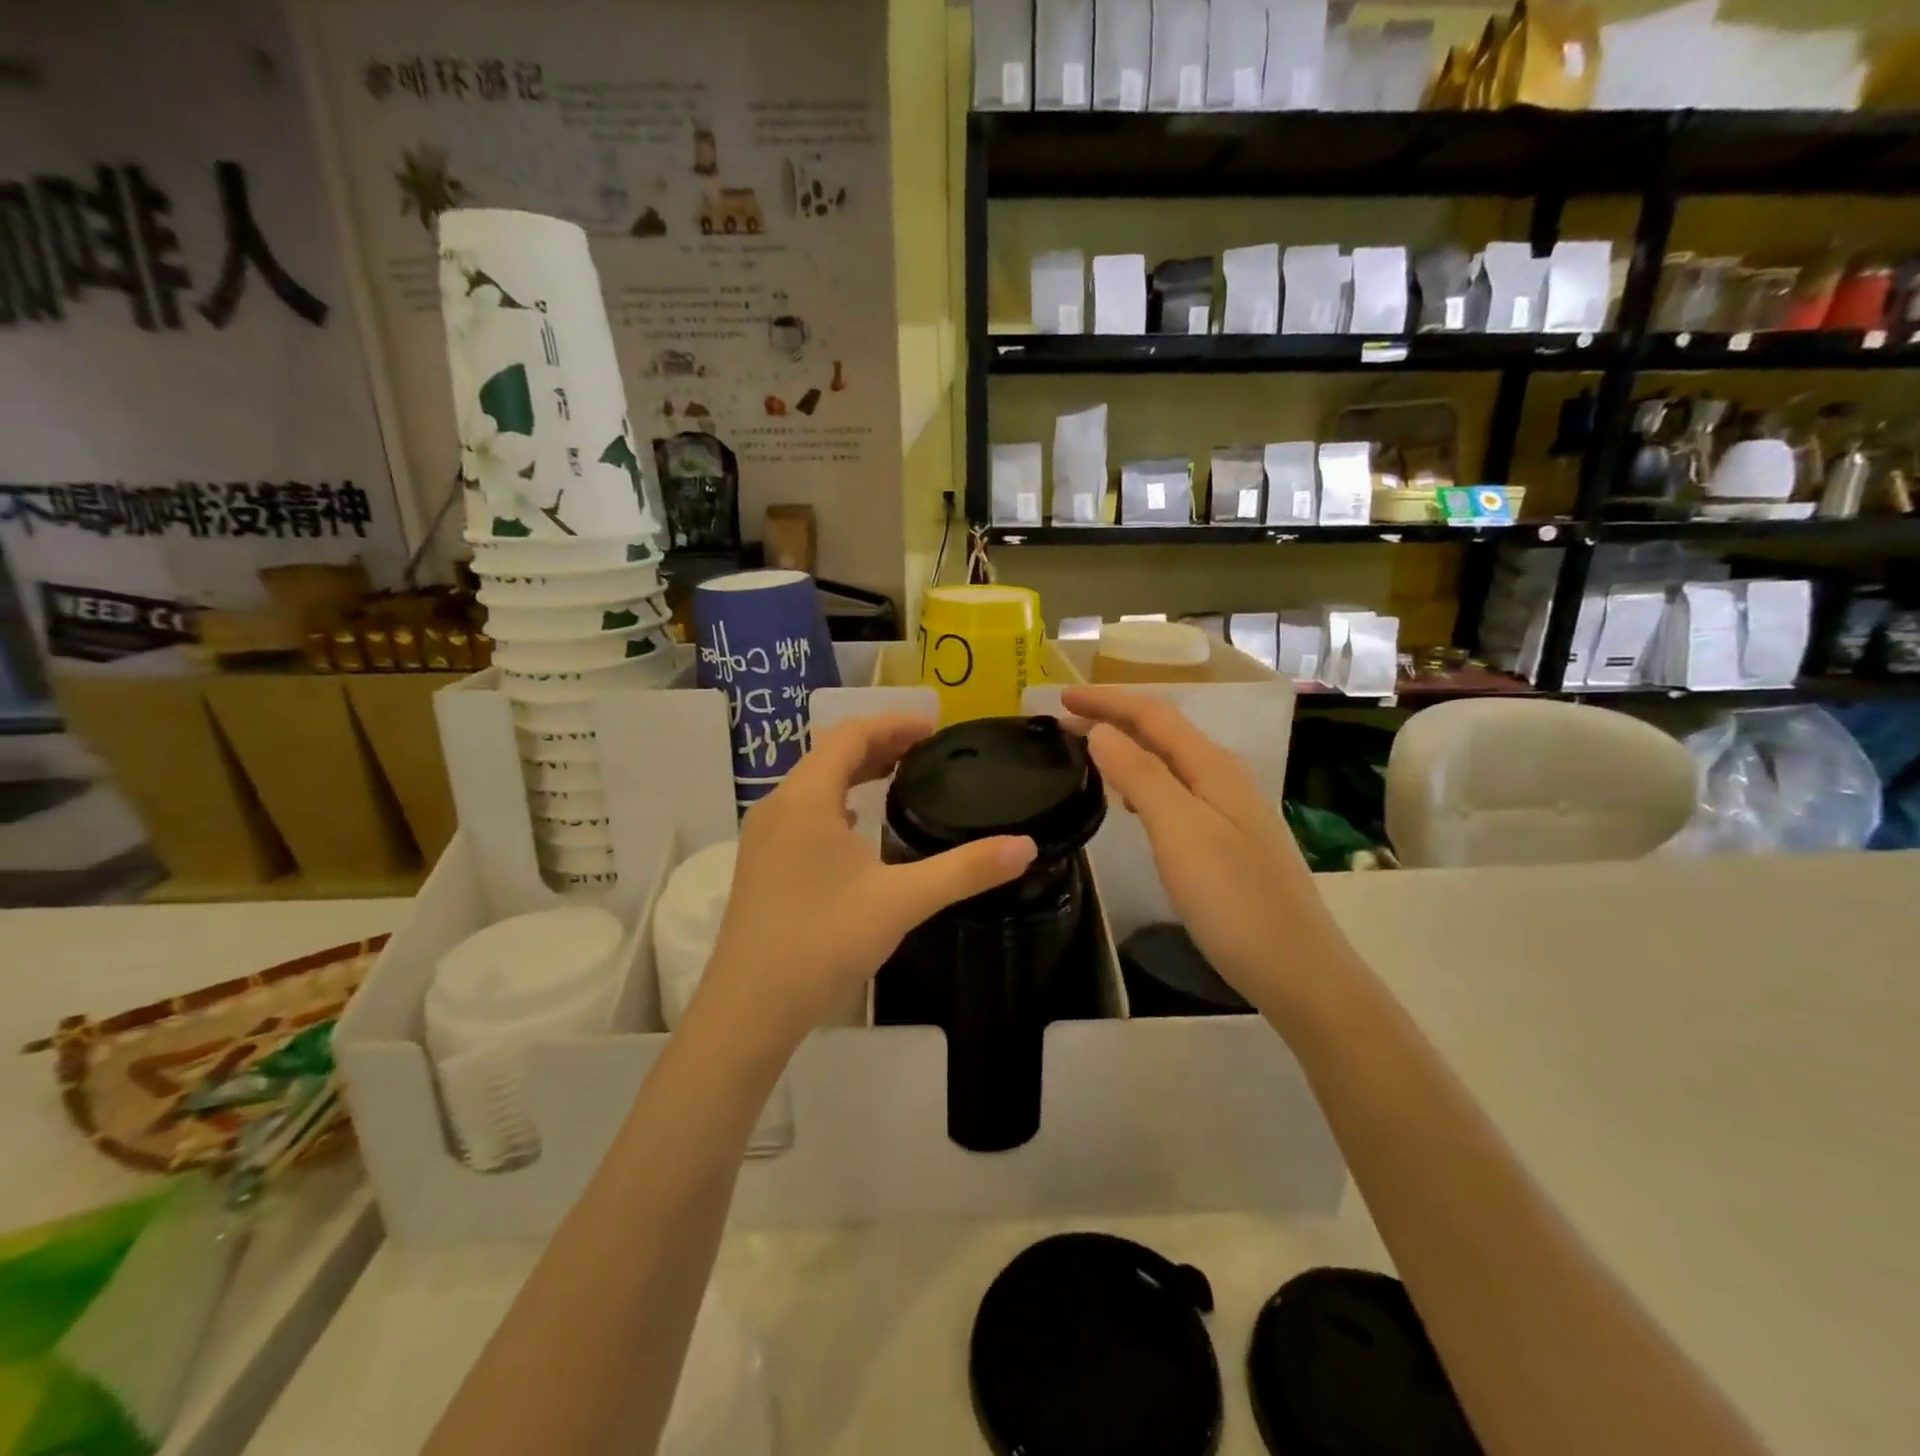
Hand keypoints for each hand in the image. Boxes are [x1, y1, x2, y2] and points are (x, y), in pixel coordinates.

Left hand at [691, 713, 1036, 1054]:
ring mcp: (764, 836)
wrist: (750, 1007)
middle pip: (830, 754)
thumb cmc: (824, 941)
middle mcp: (779, 806)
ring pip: (814, 783)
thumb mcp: (903, 901)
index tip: (935, 728)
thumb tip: (1025, 847)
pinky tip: (858, 830)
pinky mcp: (761, 864)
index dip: (894, 724)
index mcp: (807, 798)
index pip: (850, 735)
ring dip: (855, 772)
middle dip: (879, 744)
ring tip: (898, 777)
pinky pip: (803, 811)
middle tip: (926, 750)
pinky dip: (837, 802)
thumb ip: (966, 870)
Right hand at [1063, 686, 1340, 1016]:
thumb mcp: (1178, 830)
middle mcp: (1223, 777)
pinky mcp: (1226, 839)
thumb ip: (1140, 775)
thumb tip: (1100, 732)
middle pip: (1162, 732)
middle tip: (1061, 723)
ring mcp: (1228, 809)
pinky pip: (1175, 792)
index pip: (1152, 714)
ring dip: (1125, 749)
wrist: (1295, 968)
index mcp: (1212, 767)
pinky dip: (1142, 782)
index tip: (1059, 696)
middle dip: (1112, 719)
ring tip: (1086, 753)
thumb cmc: (1233, 898)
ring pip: (1168, 762)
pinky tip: (1129, 803)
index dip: (1106, 700)